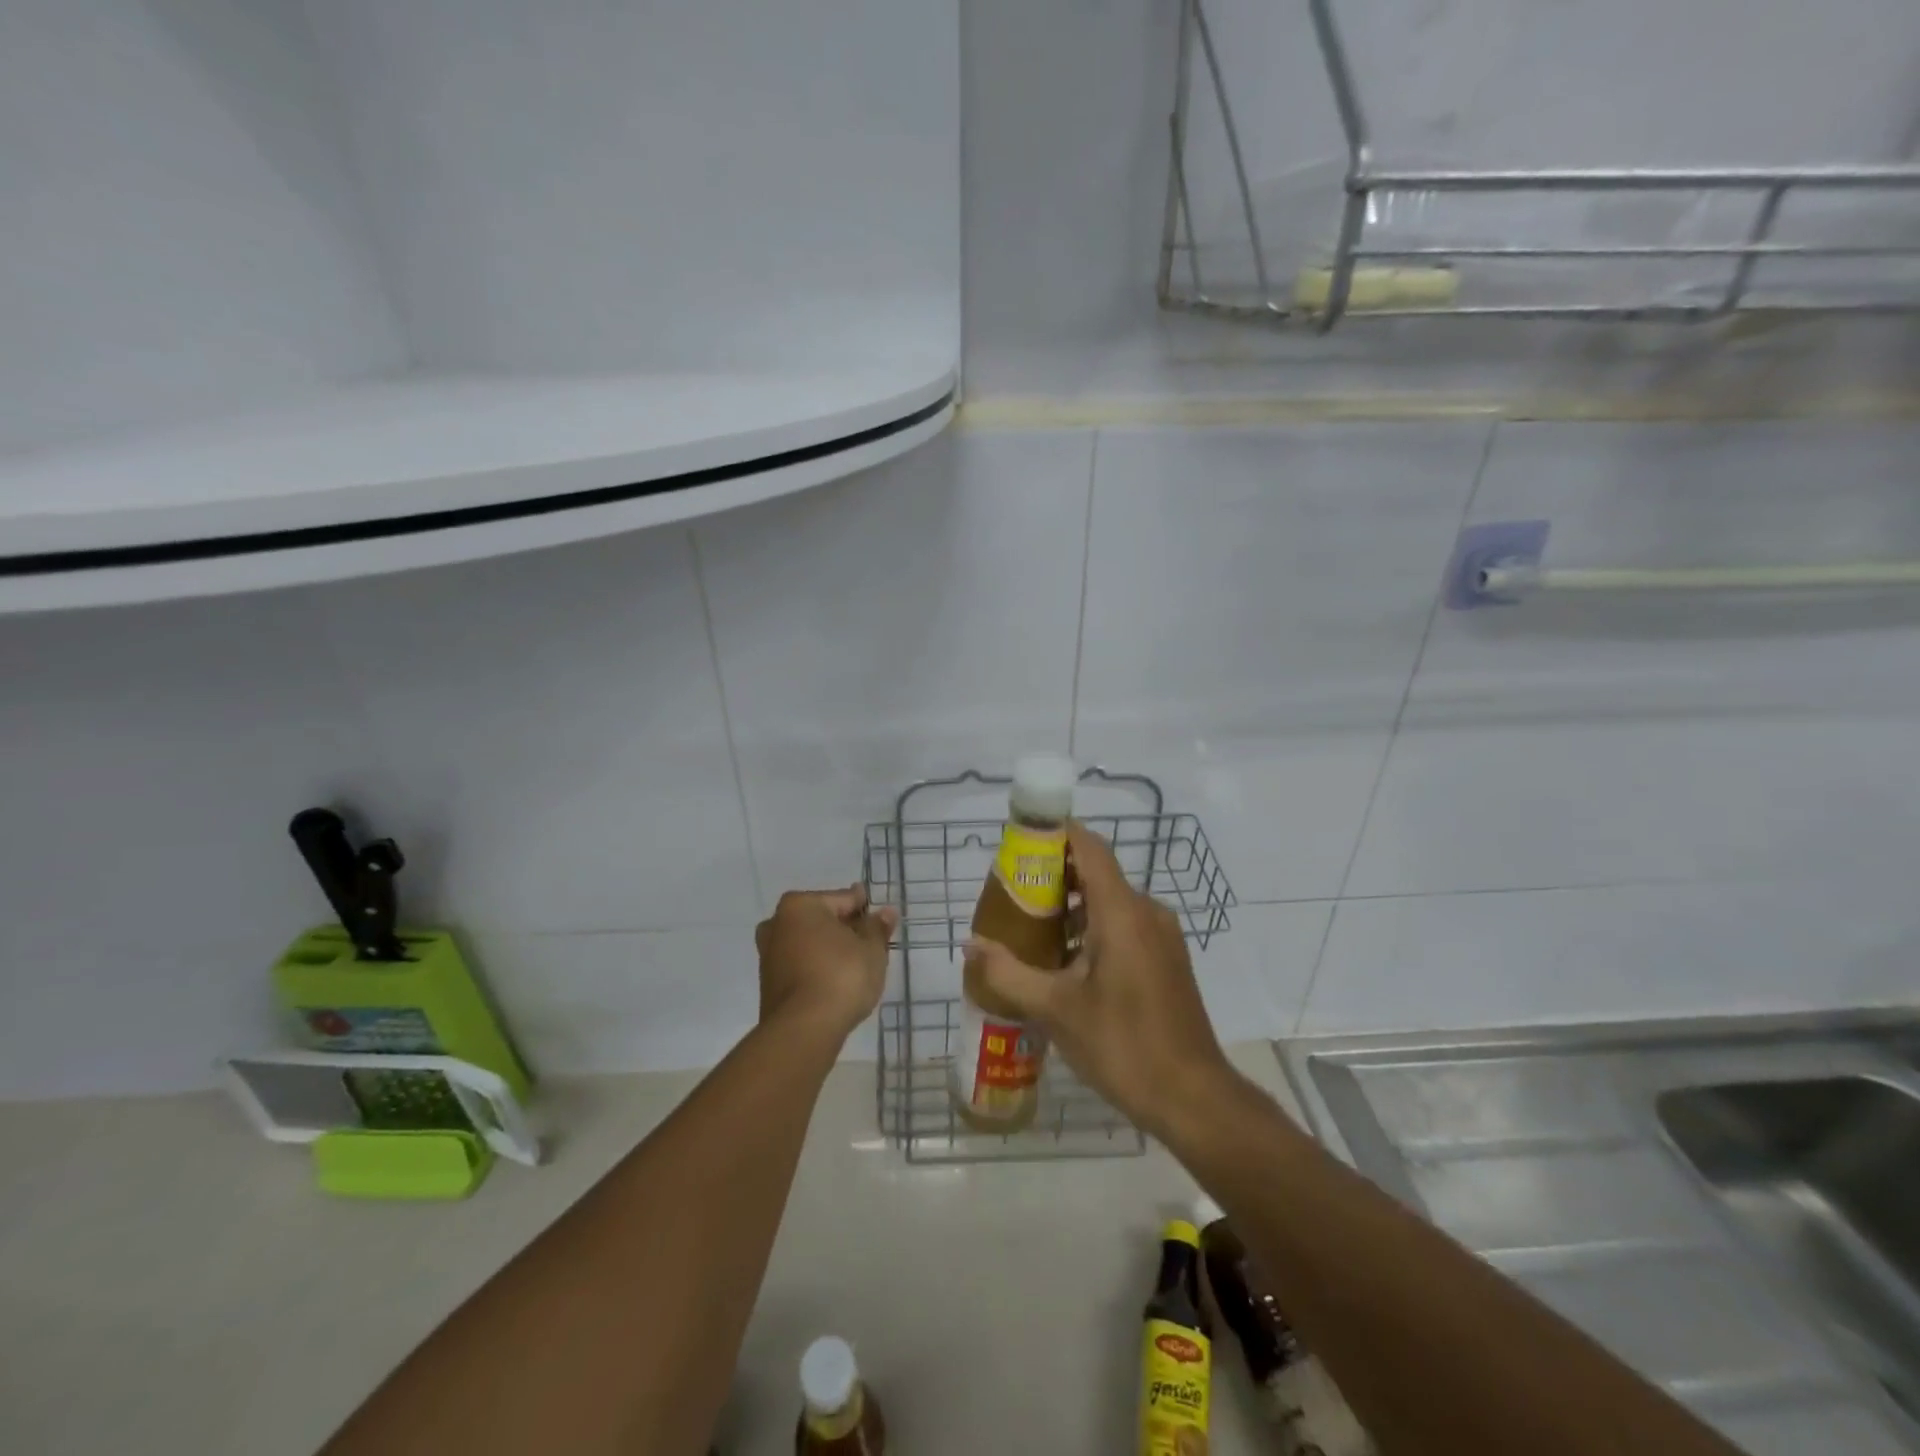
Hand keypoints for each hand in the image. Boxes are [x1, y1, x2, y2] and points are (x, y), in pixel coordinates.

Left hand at [754, 885, 896, 1041]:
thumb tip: (885, 912)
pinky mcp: (768, 983)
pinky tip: (836, 982)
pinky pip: (801, 965)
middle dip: (845, 929)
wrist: (803, 1030)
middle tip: (871, 945)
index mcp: (800, 905)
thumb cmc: (841, 976)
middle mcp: (777, 923)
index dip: (865, 909)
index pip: (842, 899)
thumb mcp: (871, 949)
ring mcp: (769, 954)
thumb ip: (877, 928)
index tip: (882, 920)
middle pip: (822, 920)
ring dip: (830, 949)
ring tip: (857, 966)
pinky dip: (817, 968)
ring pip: (809, 943)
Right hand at [966, 823, 1230, 1136]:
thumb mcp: (1055, 1009)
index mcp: (1122, 912)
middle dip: (1054, 877)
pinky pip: (1125, 925)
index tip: (1020, 842)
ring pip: (1110, 902)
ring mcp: (1162, 936)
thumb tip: (970, 945)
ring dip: (1072, 908)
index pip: (1089, 847)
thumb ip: (1008, 973)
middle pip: (1097, 873)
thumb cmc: (1122, 1045)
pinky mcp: (1167, 959)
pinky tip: (1065, 963)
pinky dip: (1093, 928)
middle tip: (1012, 896)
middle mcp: (1147, 912)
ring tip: (1031, 931)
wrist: (1193, 1097)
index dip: (1056, 834)